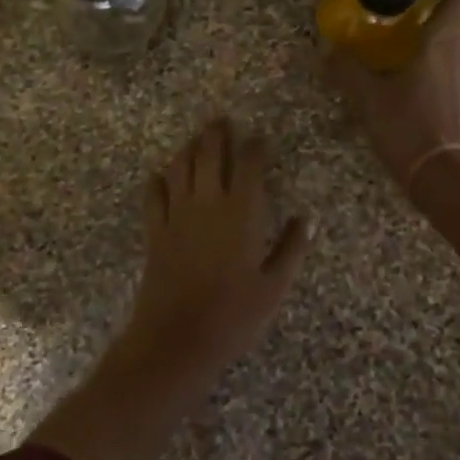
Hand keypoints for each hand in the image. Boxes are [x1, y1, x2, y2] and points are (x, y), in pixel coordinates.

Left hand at [119, 117, 311, 384]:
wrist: (177, 339)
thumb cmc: (234, 316)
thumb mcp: (274, 287)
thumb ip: (291, 248)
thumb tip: (306, 218)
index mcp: (241, 212)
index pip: (248, 165)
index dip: (255, 147)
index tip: (260, 138)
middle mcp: (207, 203)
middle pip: (208, 154)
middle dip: (216, 134)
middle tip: (222, 120)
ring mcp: (176, 215)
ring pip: (179, 167)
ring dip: (188, 148)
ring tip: (197, 138)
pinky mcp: (155, 231)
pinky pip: (154, 194)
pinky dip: (159, 179)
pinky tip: (163, 175)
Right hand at [326, 0, 459, 205]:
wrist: (450, 177)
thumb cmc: (409, 128)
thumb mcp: (369, 99)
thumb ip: (348, 71)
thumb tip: (328, 52)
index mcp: (445, 40)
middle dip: (459, 5)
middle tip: (429, 12)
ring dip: (459, 36)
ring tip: (425, 51)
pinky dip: (459, 66)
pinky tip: (433, 86)